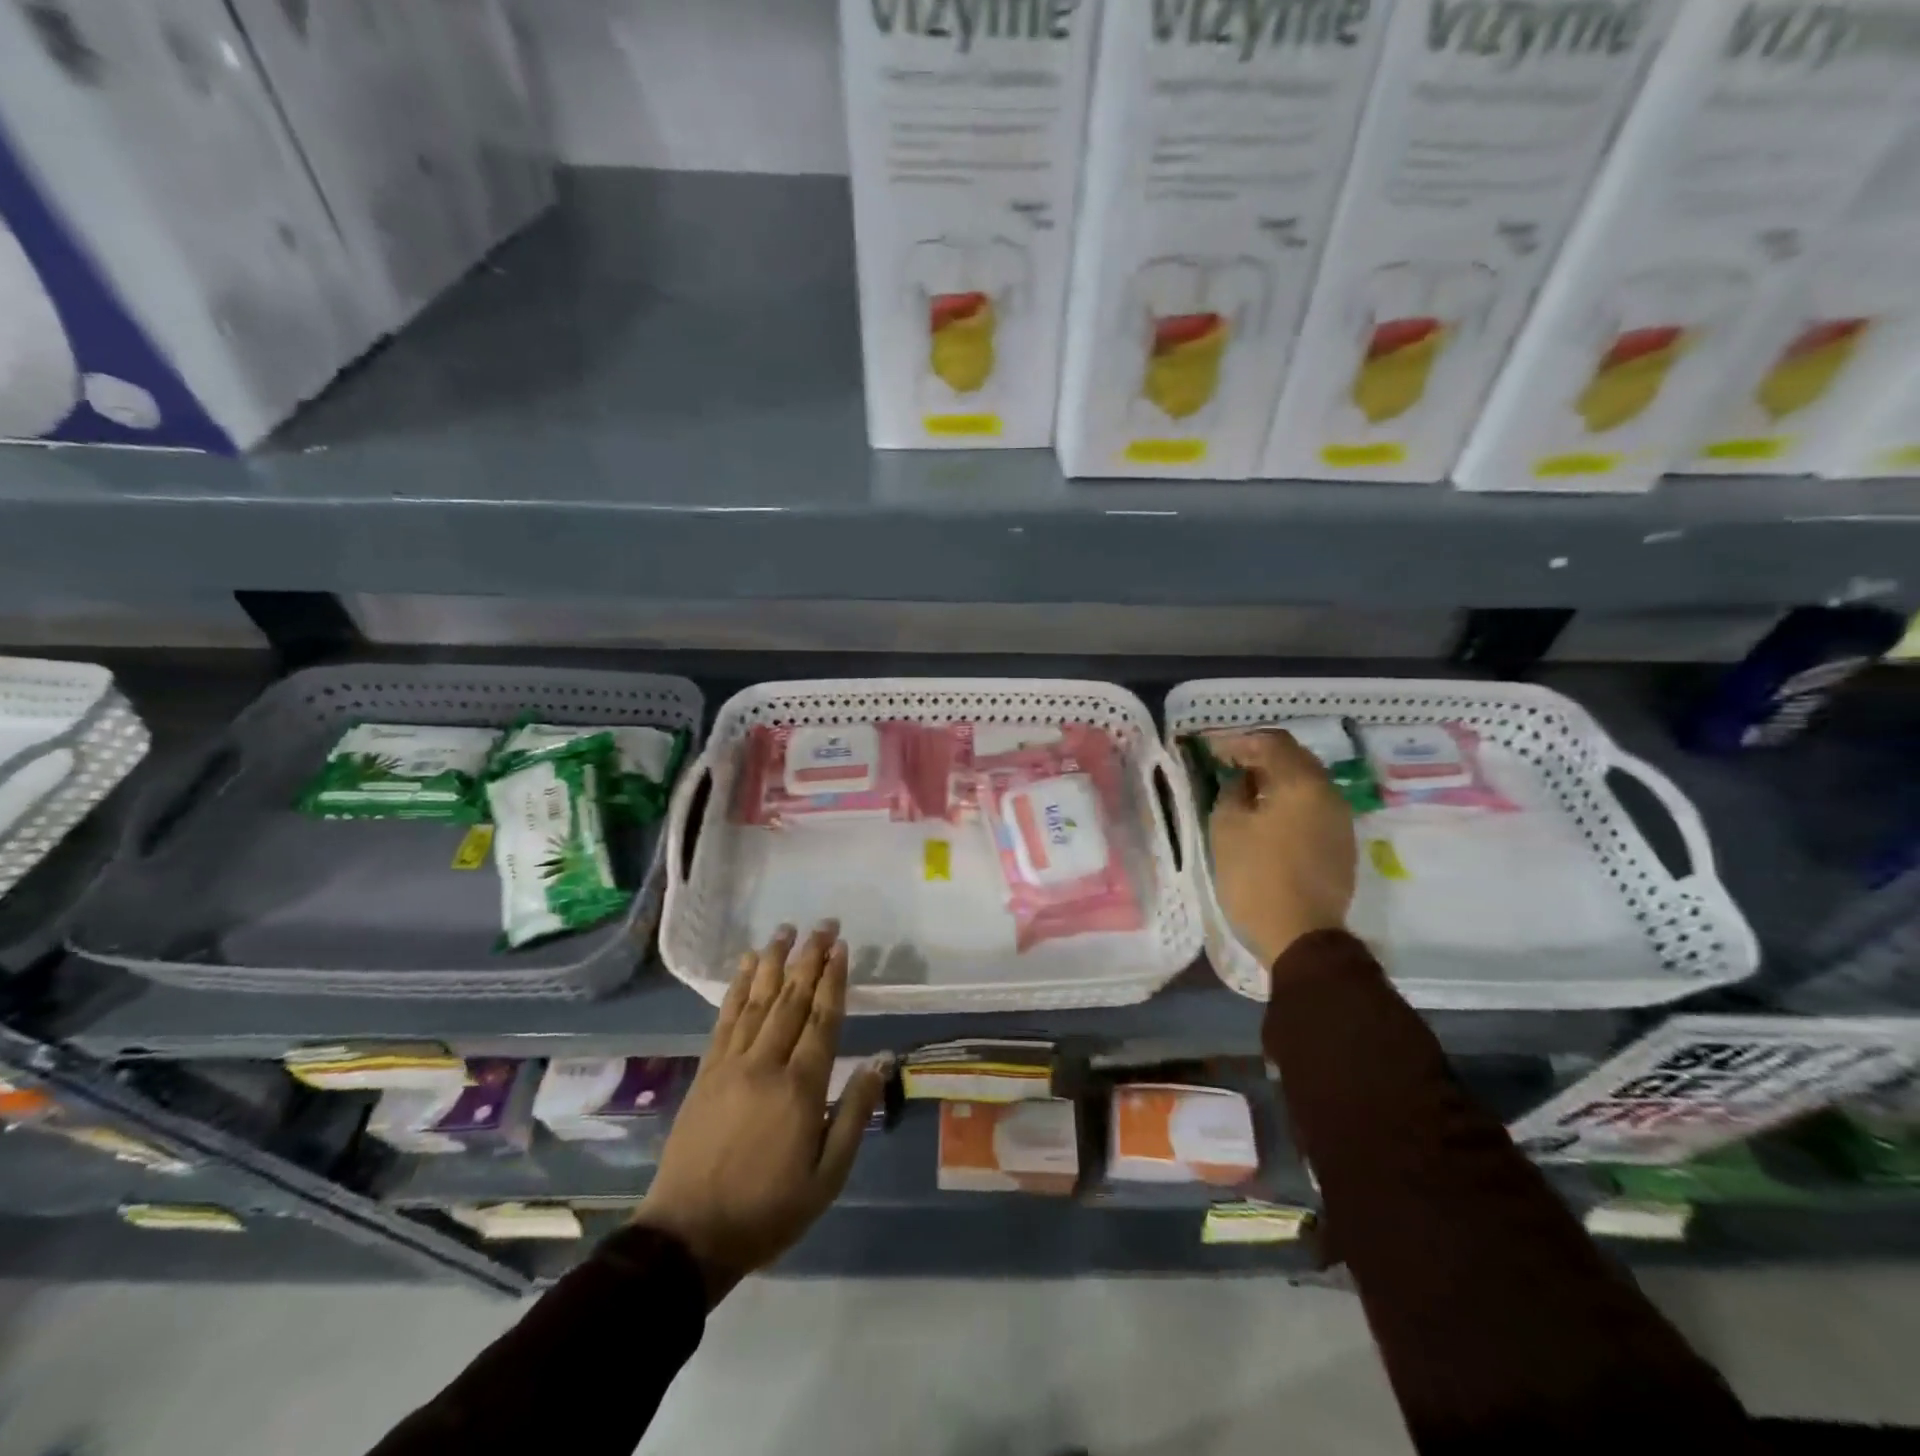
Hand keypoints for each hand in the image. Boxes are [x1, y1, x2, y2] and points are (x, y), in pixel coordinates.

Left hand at [631, 921, 887, 1305]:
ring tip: (786, 930)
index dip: (834, 980)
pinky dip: (738, 988)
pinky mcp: (707, 1071)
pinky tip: (747, 965)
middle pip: (792, 999)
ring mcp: (731, 1064)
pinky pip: (725, 1019)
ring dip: (774, 961)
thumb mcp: (826, 1177)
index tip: (842, 947)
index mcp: (800, 1089)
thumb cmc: (768, 1210)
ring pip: (758, 1000)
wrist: (688, 1237)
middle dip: (810, 957)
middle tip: (824, 924)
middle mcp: (766, 1064)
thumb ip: (854, 1115)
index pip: (823, 1020)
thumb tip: (880, 1062)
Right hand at [1206, 730, 1355, 968]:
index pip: (1271, 742)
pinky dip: (1289, 802)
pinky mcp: (1341, 845)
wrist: (1301, 936)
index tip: (1213, 751)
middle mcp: (1328, 793)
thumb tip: (1241, 781)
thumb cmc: (1256, 877)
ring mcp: (1340, 820)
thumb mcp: (1227, 828)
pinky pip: (1313, 808)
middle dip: (1260, 756)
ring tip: (1246, 791)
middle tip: (1229, 765)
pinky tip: (1268, 817)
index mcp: (1301, 783)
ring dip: (1276, 780)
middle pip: (1295, 758)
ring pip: (1306, 784)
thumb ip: (1232, 792)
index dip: (1239, 741)